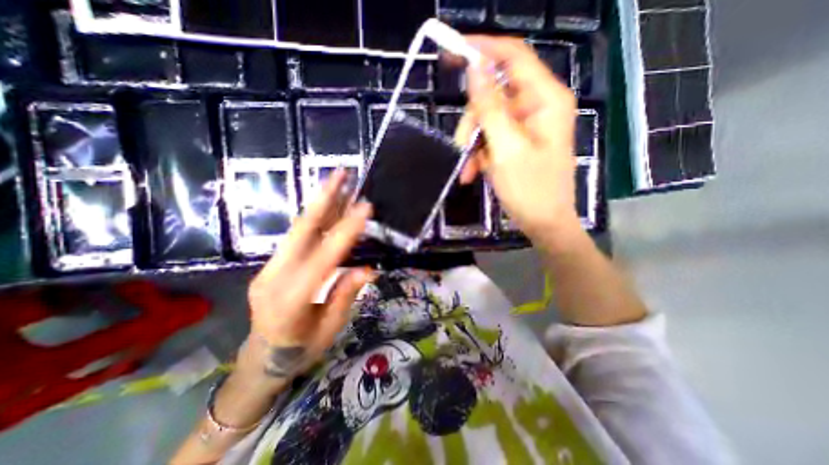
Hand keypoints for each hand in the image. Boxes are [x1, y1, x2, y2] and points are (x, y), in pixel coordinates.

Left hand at [239, 172, 370, 387]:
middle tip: (341, 174)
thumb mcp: (330, 329)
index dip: (346, 230)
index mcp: (291, 299)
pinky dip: (315, 218)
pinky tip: (328, 206)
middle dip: (324, 199)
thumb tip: (368, 268)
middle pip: (302, 231)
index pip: (325, 256)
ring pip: (298, 229)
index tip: (364, 207)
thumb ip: (345, 296)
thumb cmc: (301, 350)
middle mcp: (275, 277)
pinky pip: (297, 237)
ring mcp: (269, 268)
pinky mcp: (272, 264)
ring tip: (336, 181)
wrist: (261, 360)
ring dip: (320, 203)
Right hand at [456, 37, 578, 243]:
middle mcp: (536, 107)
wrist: (543, 223)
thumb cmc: (530, 189)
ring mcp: (525, 126)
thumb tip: (475, 68)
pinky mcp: (516, 142)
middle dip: (472, 123)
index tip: (452, 51)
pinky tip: (473, 173)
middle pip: (492, 96)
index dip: (483, 49)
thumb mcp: (506, 148)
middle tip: (461, 149)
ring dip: (471, 145)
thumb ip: (490, 107)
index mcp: (544, 100)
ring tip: (467, 171)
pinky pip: (489, 138)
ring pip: (486, 120)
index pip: (513, 56)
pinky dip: (477, 155)